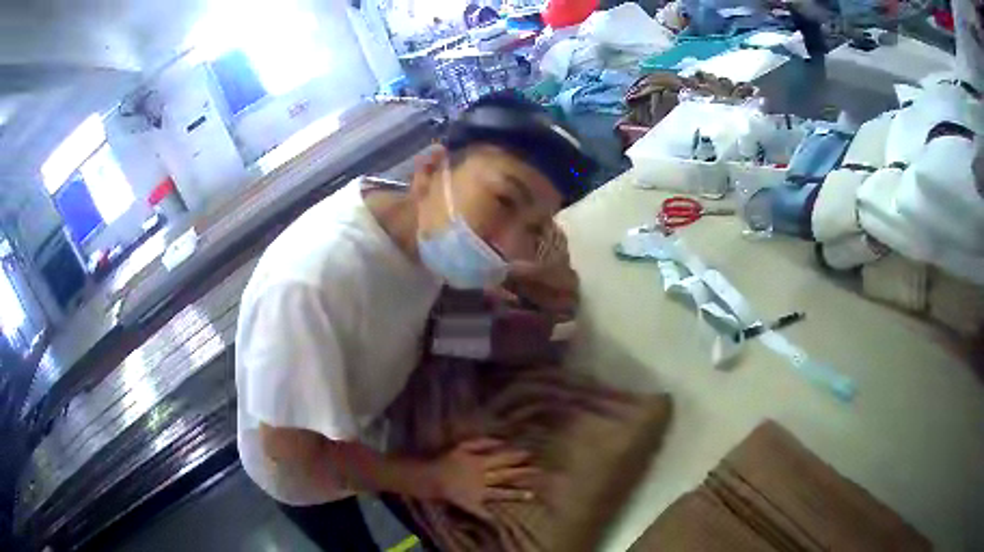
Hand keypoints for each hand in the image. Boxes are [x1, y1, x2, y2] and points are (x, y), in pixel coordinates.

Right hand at [431, 438, 539, 519]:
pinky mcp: (469, 504)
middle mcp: (480, 477)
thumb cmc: (442, 459)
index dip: (516, 456)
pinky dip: (491, 516)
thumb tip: (500, 441)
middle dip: (522, 473)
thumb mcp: (461, 446)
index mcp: (478, 462)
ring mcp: (476, 492)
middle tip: (540, 472)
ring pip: (499, 493)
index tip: (531, 454)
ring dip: (515, 494)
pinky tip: (503, 519)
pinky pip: (482, 511)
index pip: (502, 458)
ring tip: (531, 495)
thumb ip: (481, 442)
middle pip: (504, 475)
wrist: (424, 476)